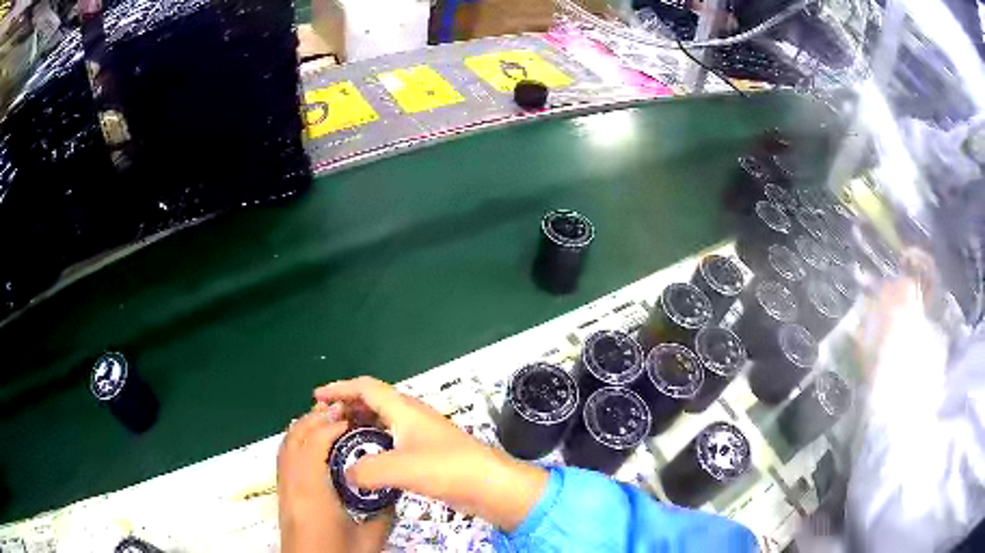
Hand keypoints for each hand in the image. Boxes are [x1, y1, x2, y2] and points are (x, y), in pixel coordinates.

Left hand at [277, 403, 393, 552]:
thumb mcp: (369, 538)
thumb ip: (383, 511)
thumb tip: (393, 488)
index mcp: (312, 492)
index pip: (313, 445)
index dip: (331, 426)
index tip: (353, 418)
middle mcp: (291, 483)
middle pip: (295, 437)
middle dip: (315, 418)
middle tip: (341, 410)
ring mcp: (283, 487)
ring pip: (286, 444)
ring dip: (304, 427)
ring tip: (327, 419)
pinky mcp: (282, 494)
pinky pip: (284, 456)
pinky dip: (296, 440)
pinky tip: (311, 443)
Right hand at [314, 377, 547, 531]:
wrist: (489, 485)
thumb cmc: (447, 468)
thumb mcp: (401, 468)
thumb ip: (367, 470)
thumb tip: (346, 474)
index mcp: (404, 409)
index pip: (366, 388)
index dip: (340, 388)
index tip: (317, 397)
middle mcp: (412, 416)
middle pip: (373, 402)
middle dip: (348, 407)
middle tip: (326, 421)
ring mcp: (421, 434)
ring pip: (383, 422)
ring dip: (361, 426)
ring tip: (341, 439)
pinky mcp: (428, 453)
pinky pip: (392, 441)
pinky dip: (375, 443)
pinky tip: (367, 460)